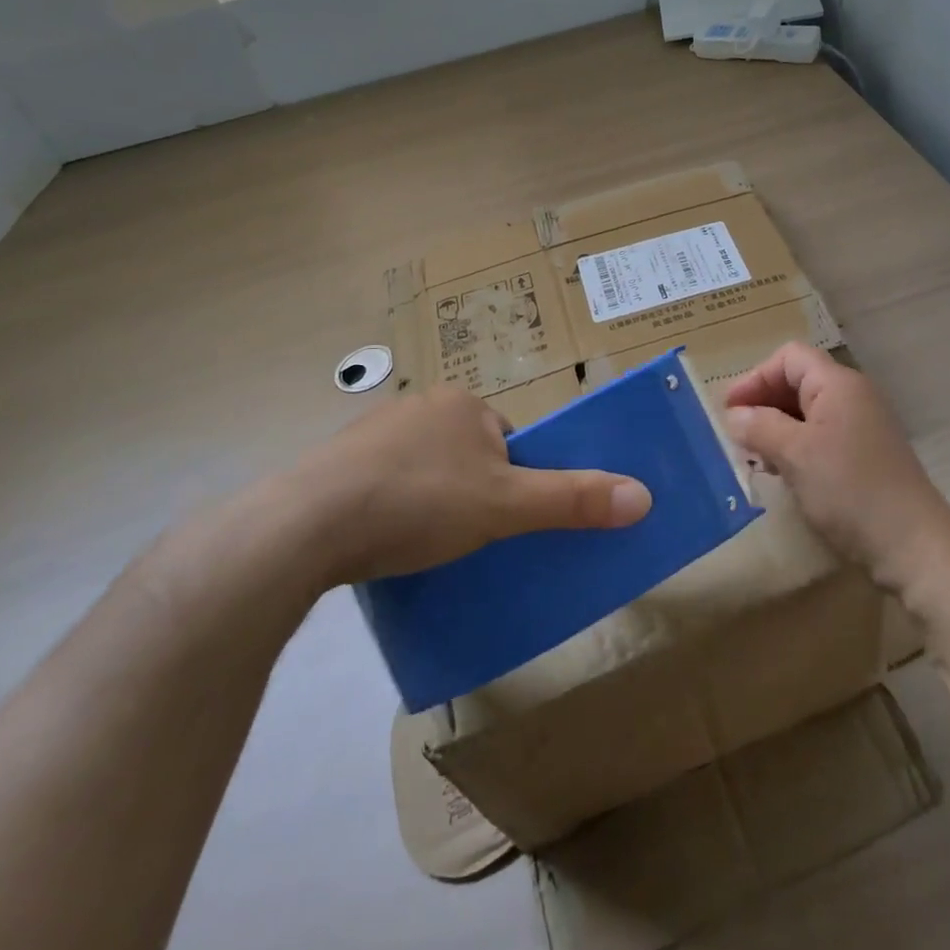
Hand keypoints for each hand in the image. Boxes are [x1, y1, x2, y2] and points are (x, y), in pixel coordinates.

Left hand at [274, 384, 650, 582]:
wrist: (305, 526)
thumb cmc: (419, 502)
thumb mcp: (505, 506)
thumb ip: (572, 499)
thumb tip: (644, 496)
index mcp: (463, 403)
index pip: (509, 440)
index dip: (516, 480)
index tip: (507, 520)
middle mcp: (419, 405)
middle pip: (469, 455)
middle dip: (475, 493)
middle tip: (470, 539)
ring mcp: (372, 433)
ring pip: (425, 470)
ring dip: (433, 502)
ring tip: (426, 546)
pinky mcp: (335, 465)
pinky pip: (384, 484)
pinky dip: (393, 509)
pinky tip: (385, 542)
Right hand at [725, 344, 949, 593]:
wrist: (912, 545)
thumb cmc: (849, 489)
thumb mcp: (795, 455)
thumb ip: (760, 426)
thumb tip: (735, 414)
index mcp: (839, 384)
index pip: (789, 357)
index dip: (755, 377)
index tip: (729, 411)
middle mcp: (854, 396)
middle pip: (799, 381)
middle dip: (764, 403)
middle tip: (736, 435)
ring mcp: (863, 426)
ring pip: (808, 412)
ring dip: (777, 427)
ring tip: (755, 456)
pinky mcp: (867, 456)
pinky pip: (823, 437)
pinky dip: (797, 446)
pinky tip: (783, 473)